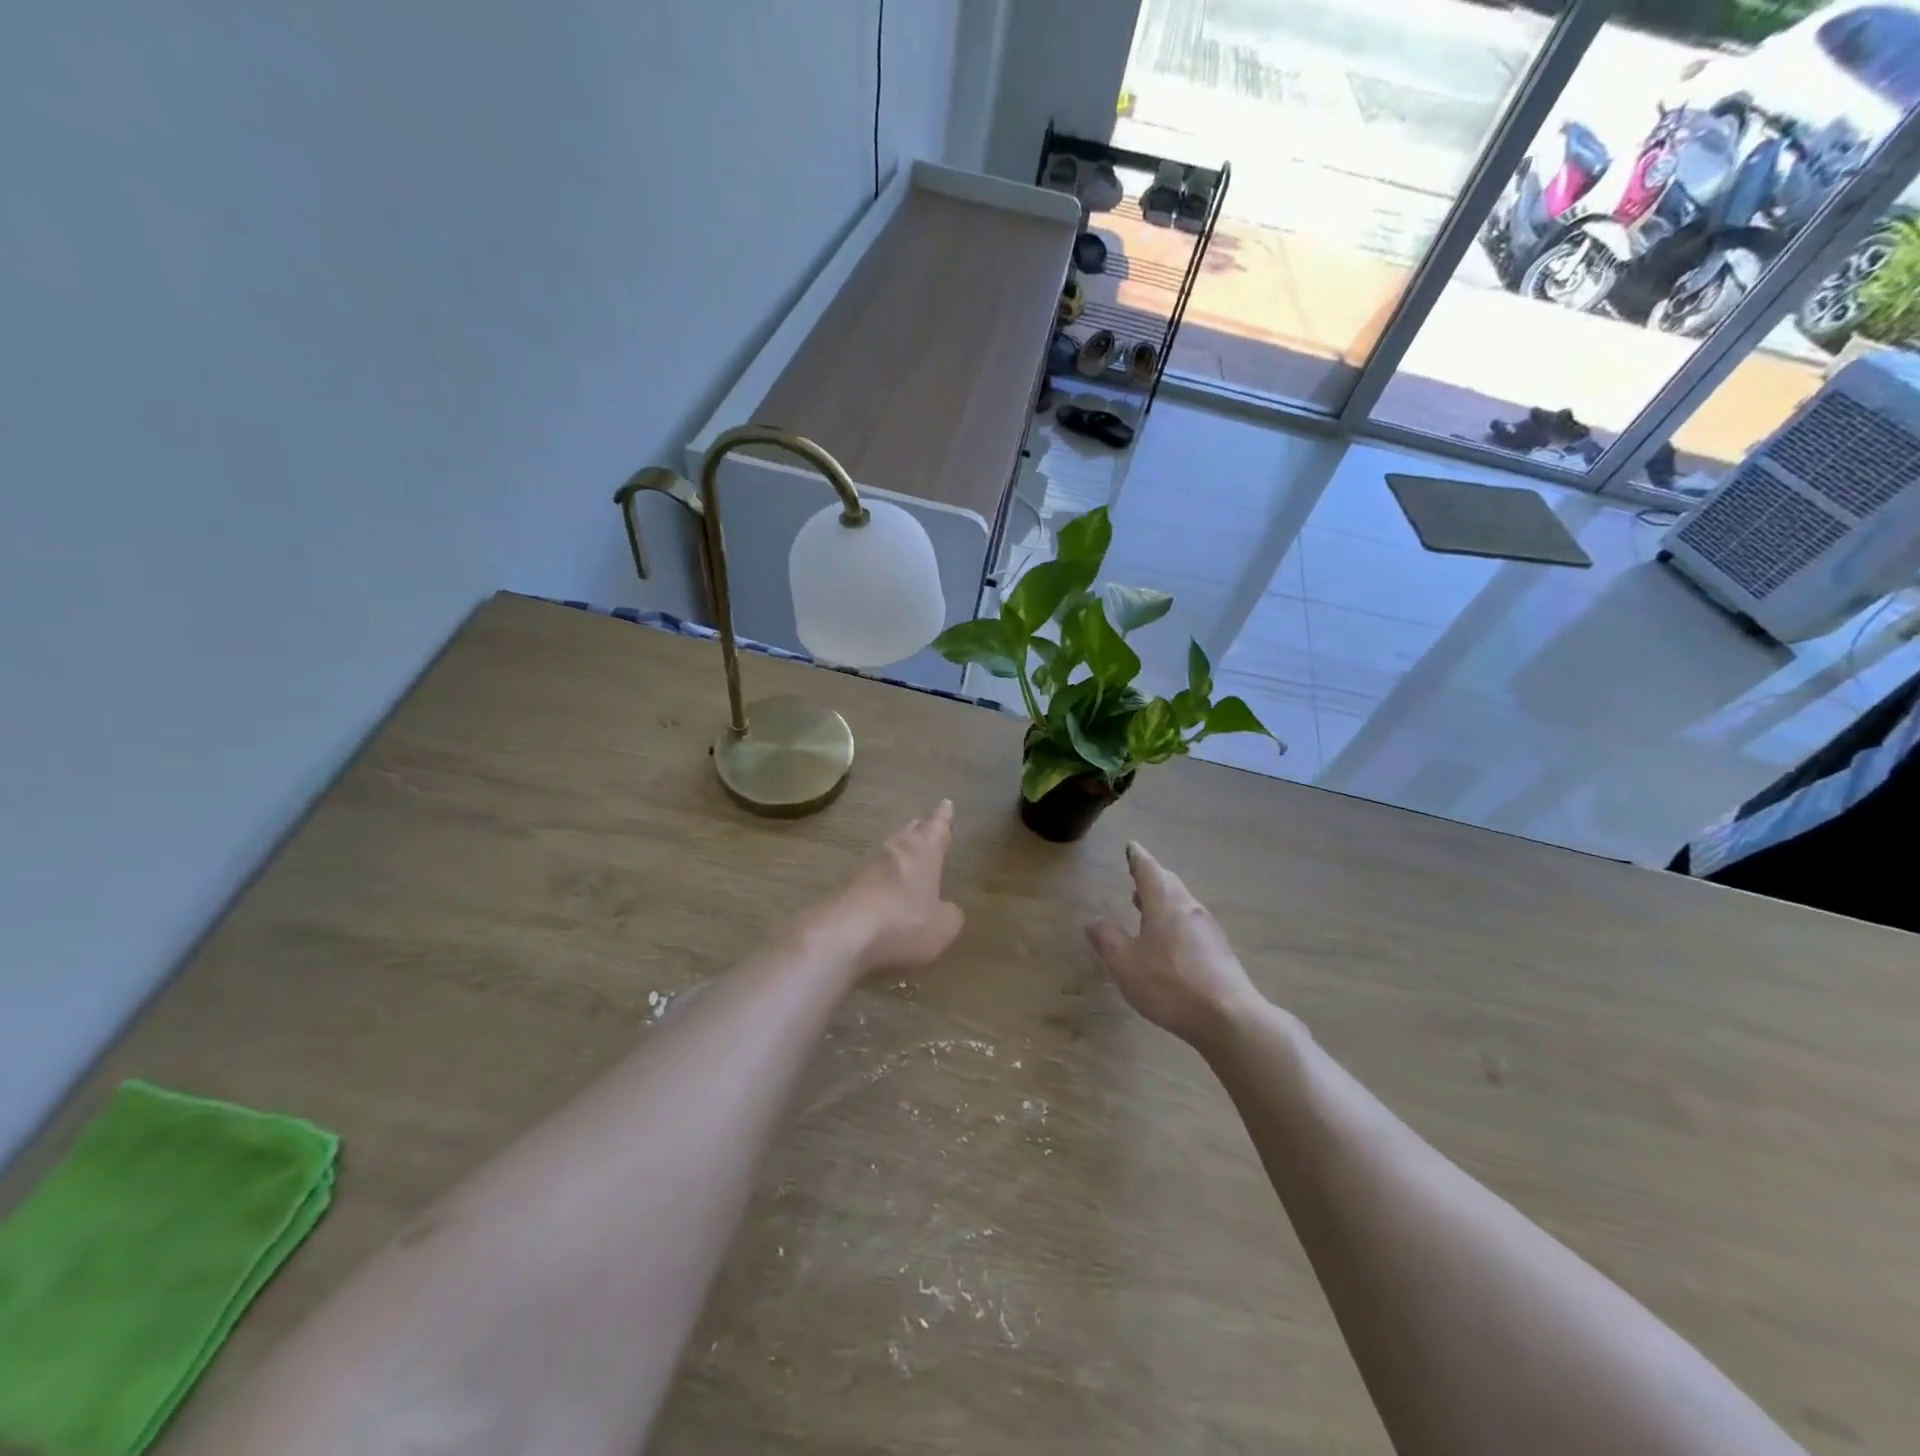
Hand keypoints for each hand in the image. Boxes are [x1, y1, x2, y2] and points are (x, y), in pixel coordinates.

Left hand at [814, 801, 964, 977]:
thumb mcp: (943, 927)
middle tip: (926, 828)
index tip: (945, 803)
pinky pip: (871, 879)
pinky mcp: (847, 888)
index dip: (944, 818)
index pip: (937, 827)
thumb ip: (949, 914)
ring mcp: (867, 868)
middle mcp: (895, 851)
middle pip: (910, 833)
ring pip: (889, 853)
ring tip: (908, 860)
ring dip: (899, 856)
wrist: (843, 936)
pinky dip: (881, 882)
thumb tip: (946, 909)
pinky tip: (885, 894)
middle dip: (920, 830)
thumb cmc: (904, 923)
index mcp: (923, 851)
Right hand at [1086, 842, 1262, 1047]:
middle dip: (1152, 878)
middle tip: (1137, 875)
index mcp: (1165, 903)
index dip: (1137, 858)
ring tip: (1145, 906)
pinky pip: (1191, 924)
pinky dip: (1175, 921)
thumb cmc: (1169, 985)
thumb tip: (1094, 922)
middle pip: (1169, 883)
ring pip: (1182, 904)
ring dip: (1163, 900)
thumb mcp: (1125, 964)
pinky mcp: (1219, 951)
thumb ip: (1107, 940)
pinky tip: (1168, 940)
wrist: (1228, 1018)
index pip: (1148, 869)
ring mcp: (1208, 929)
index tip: (1132, 847)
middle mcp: (1189, 908)